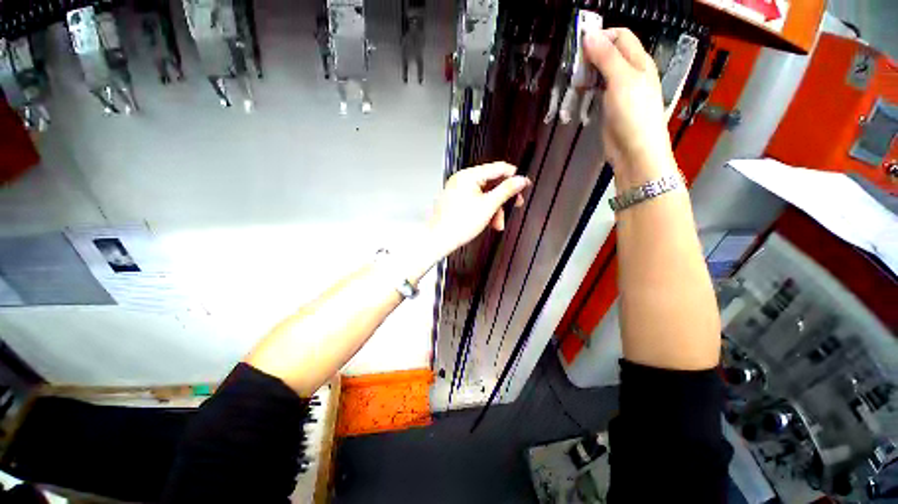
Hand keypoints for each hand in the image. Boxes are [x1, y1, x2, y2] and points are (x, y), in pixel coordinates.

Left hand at [426, 162, 529, 258]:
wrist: (439, 240)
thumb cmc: (457, 225)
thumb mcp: (488, 206)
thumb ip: (507, 191)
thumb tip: (520, 180)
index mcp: (468, 176)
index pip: (498, 168)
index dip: (513, 176)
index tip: (524, 184)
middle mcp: (462, 180)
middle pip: (491, 183)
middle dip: (502, 198)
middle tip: (514, 204)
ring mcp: (458, 190)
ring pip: (485, 194)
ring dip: (495, 208)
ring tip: (497, 223)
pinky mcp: (457, 200)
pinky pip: (476, 200)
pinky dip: (485, 210)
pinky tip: (488, 221)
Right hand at [584, 28, 675, 185]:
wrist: (635, 151)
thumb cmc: (633, 114)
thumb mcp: (621, 80)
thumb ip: (606, 57)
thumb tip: (589, 35)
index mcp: (639, 61)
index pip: (620, 36)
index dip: (601, 36)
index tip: (579, 46)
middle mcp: (631, 73)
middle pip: (610, 54)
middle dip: (591, 55)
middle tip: (573, 66)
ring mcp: (620, 91)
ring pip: (602, 73)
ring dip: (588, 73)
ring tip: (573, 80)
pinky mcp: (610, 108)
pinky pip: (598, 91)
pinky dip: (588, 89)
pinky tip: (578, 93)